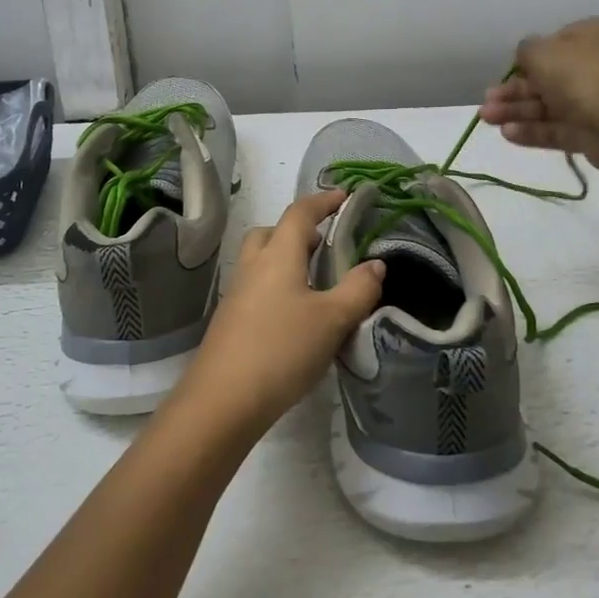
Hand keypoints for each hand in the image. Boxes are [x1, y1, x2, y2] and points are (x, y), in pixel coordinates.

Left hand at [170, 189, 385, 436]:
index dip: (322, 201)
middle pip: (271, 233)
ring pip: (261, 260)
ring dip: (285, 259)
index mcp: (278, 255)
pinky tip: (295, 317)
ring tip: (315, 282)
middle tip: (325, 245)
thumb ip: (358, 289)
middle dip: (298, 231)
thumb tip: (375, 264)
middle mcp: (253, 266)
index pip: (299, 213)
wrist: (223, 400)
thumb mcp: (332, 320)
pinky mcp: (230, 321)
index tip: (344, 197)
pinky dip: (277, 286)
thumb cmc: (282, 349)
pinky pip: (256, 287)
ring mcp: (237, 294)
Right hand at [481, 17, 598, 175]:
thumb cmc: (583, 76)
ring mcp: (597, 100)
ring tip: (487, 119)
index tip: (507, 72)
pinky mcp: (593, 132)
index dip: (528, 59)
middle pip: (547, 78)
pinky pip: (557, 128)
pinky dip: (532, 130)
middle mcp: (598, 65)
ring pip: (548, 105)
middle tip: (487, 102)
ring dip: (516, 111)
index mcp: (594, 36)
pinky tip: (507, 134)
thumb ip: (526, 50)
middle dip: (513, 91)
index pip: (555, 44)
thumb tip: (526, 55)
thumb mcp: (543, 52)